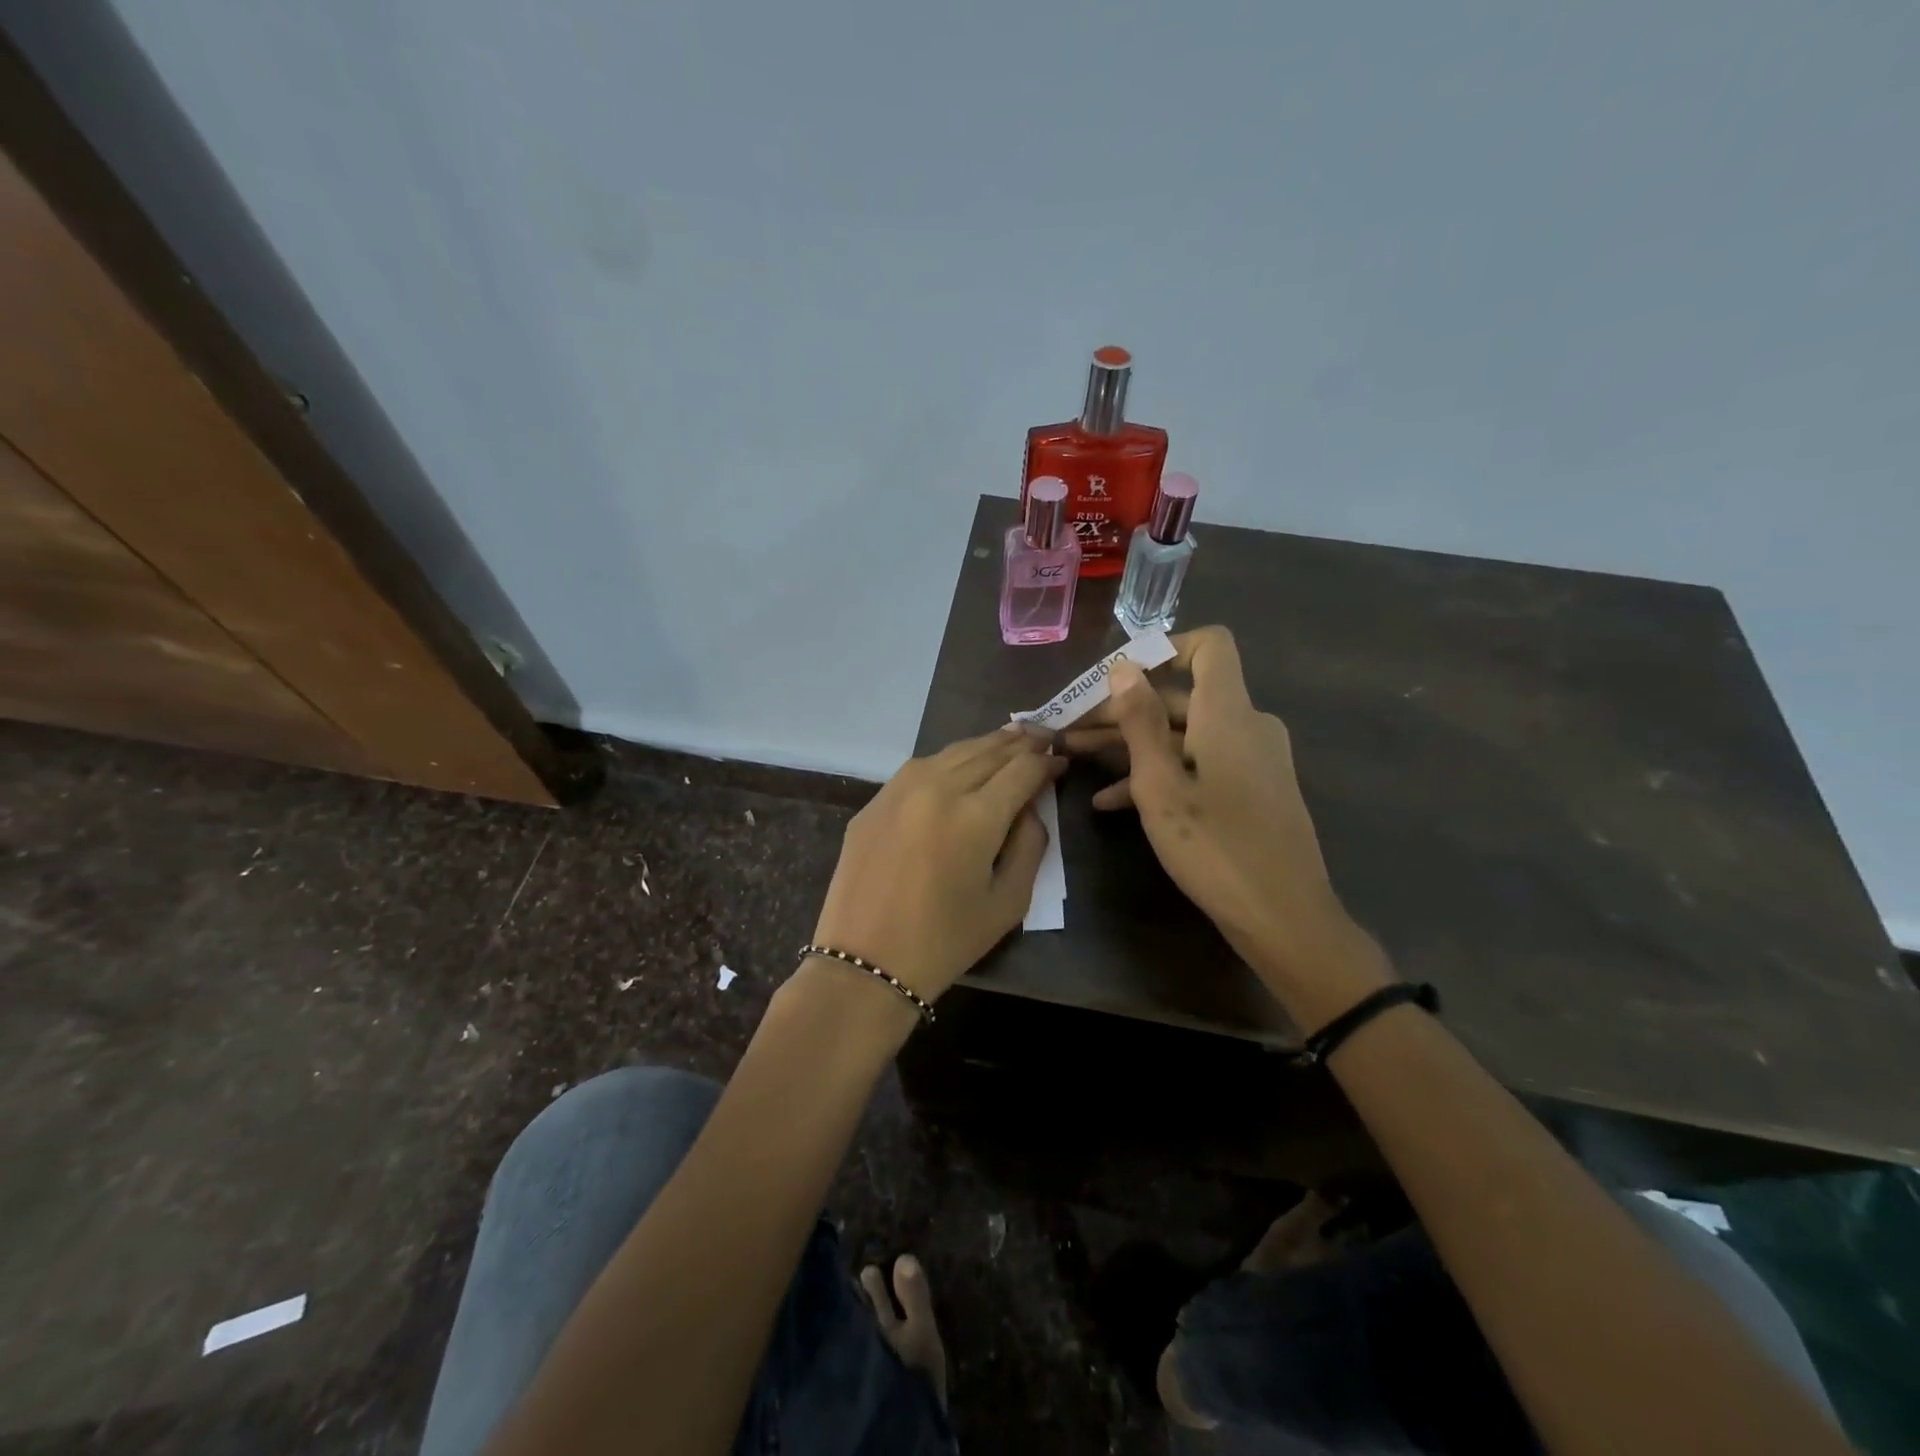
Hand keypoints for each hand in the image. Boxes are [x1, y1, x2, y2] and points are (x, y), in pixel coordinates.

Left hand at [811, 725, 1064, 1004]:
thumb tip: (1029, 806)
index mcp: (976, 815)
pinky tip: (959, 767)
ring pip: (953, 751)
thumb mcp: (1008, 902)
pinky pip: (920, 768)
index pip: (1023, 768)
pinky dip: (949, 761)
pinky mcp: (874, 801)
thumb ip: (1029, 845)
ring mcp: (899, 789)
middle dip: (1021, 744)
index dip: (1047, 762)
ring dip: (986, 745)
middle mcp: (937, 787)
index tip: (1062, 762)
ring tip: (1008, 742)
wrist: (865, 963)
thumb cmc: (945, 941)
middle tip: (1042, 739)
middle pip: (989, 750)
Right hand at [1063, 627, 1387, 1011]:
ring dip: (1131, 743)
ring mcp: (1250, 760)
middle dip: (1122, 707)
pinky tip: (1110, 800)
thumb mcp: (1161, 785)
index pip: (1210, 646)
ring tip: (1076, 756)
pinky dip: (1159, 773)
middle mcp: (1245, 726)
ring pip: (1183, 734)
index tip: (1118, 675)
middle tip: (1070, 724)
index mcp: (1228, 714)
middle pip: (1181, 696)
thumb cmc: (1216, 849)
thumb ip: (1140, 722)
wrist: (1283, 919)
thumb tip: (1123, 666)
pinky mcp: (1249, 790)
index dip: (1164, 648)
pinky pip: (1198, 764)